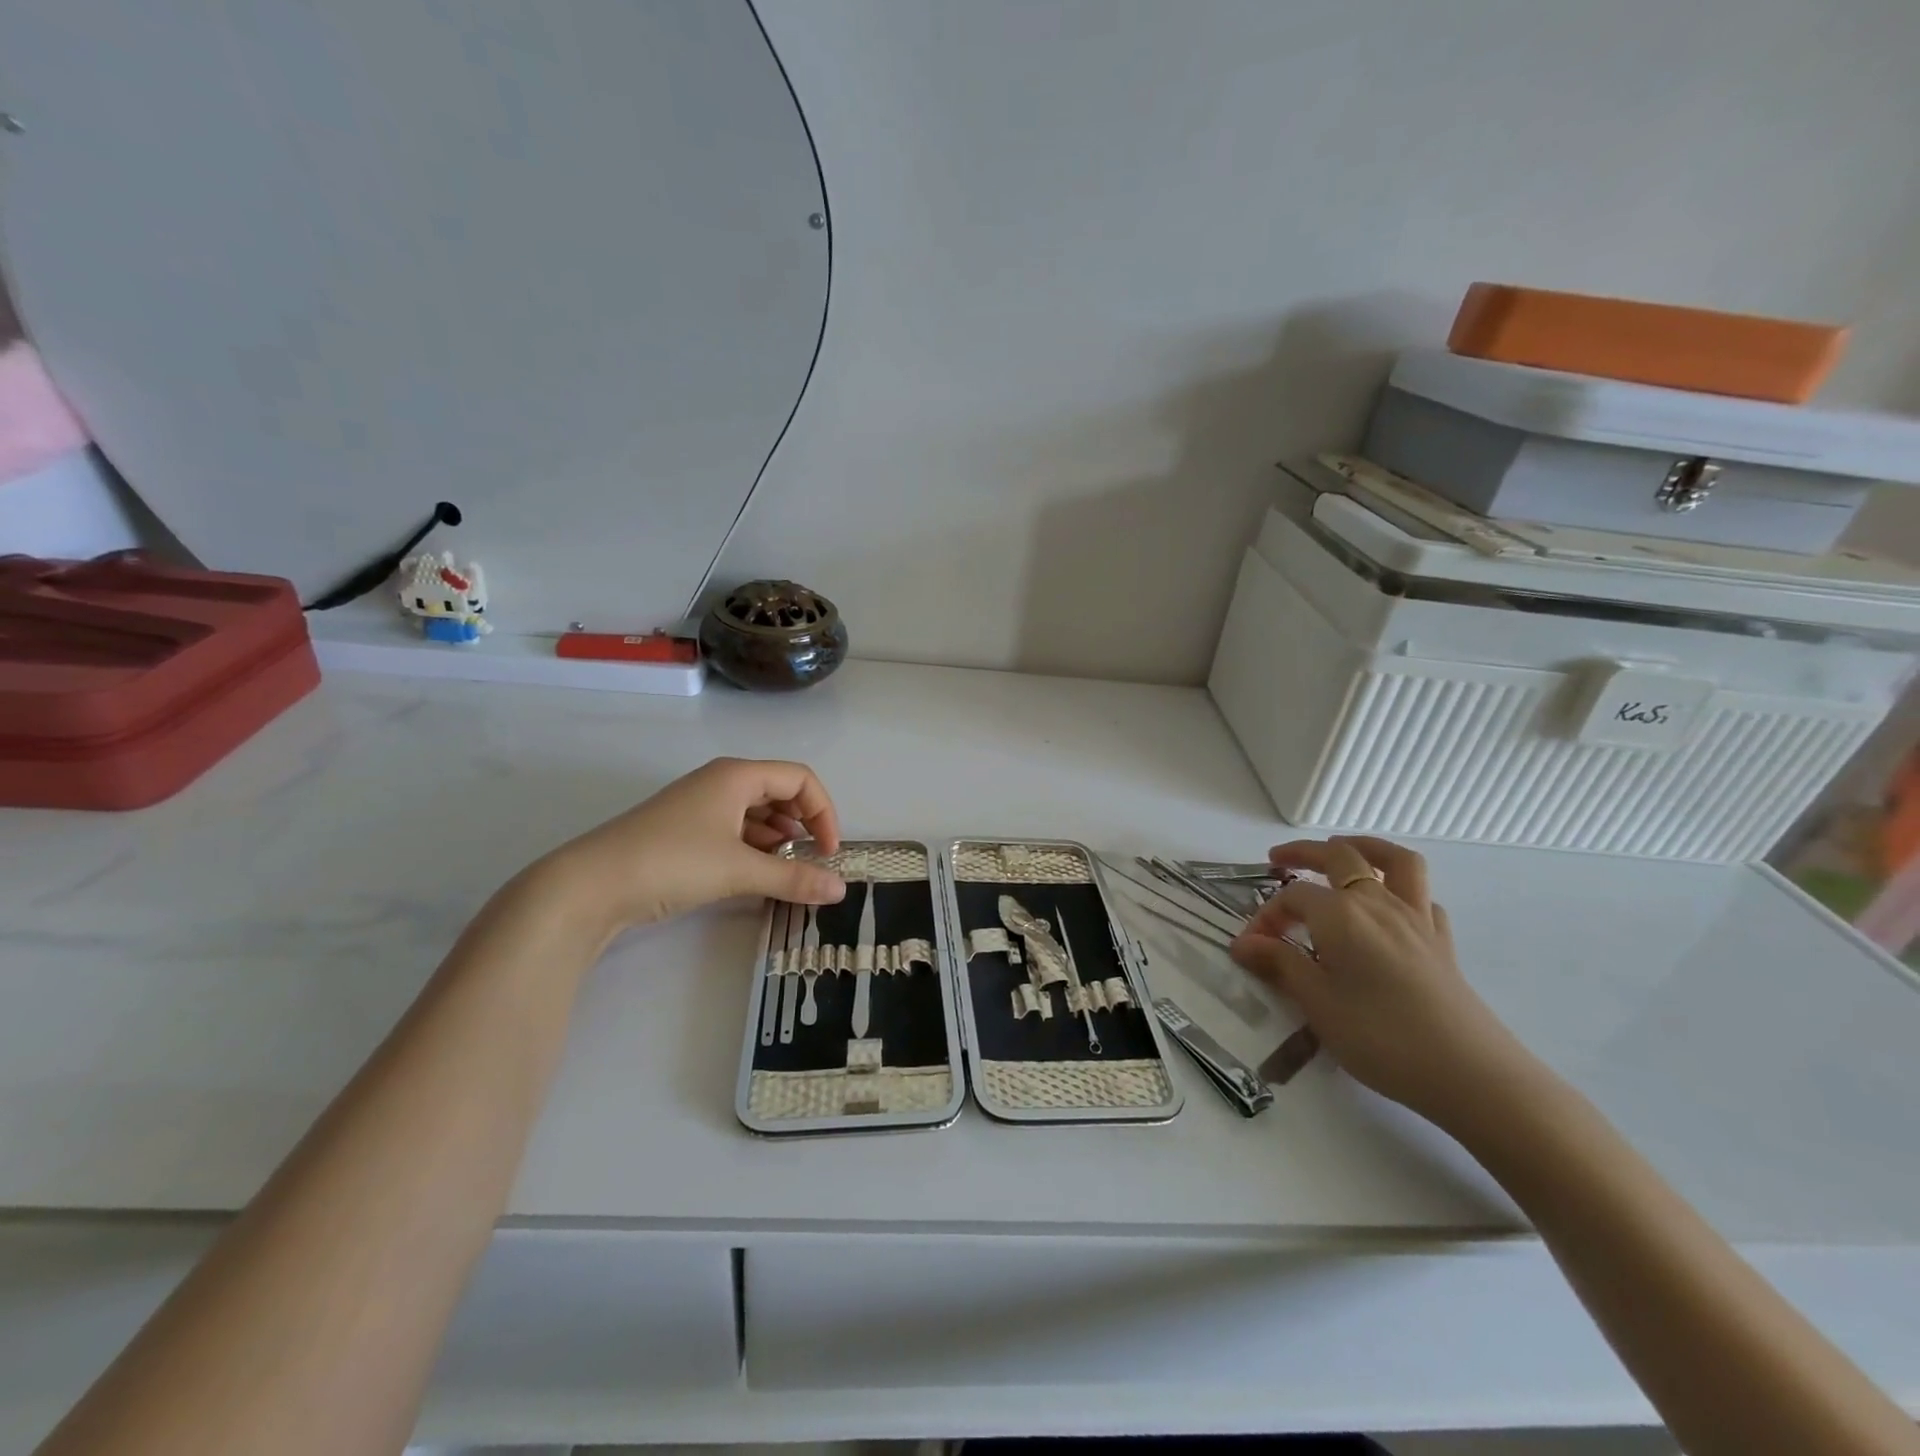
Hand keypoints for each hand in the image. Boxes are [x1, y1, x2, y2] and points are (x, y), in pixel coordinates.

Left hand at [536, 758, 847, 936]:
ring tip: (784, 871)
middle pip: (779, 791)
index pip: (800, 778)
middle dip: (802, 824)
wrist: (589, 885)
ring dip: (778, 839)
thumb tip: (841, 889)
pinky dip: (753, 848)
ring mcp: (699, 805)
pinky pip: (733, 829)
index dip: (823, 811)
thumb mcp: (740, 870)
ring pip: (756, 812)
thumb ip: (794, 878)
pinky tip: (754, 874)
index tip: (828, 852)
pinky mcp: (683, 830)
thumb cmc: (673, 862)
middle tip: (810, 861)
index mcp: (737, 775)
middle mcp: (720, 781)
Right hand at [1229, 835, 1523, 1124]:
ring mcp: (1415, 917)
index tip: (1251, 947)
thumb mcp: (1316, 1003)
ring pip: (1393, 860)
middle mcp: (1376, 902)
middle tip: (1277, 860)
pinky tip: (1388, 908)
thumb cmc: (1380, 1037)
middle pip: (1338, 856)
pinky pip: (1421, 895)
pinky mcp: (1441, 939)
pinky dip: (1401, 889)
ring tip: (1341, 849)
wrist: (1469, 1074)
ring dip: (1363, 846)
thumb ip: (1279, 965)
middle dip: (1303, 852)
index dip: (1267, 915)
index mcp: (1340, 914)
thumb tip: (1243, 943)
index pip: (1292, 897)